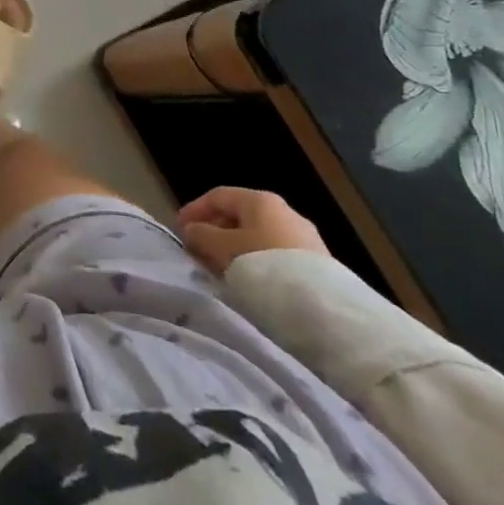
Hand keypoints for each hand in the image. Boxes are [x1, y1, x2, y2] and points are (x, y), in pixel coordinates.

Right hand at [177, 187, 328, 276]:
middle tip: (198, 252)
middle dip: (214, 231)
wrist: (324, 308)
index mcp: (260, 200)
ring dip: (234, 249)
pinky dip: (256, 262)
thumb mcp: (222, 249)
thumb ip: (201, 235)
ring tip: (221, 270)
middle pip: (239, 216)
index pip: (218, 196)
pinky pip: (276, 255)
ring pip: (258, 237)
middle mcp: (285, 211)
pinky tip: (250, 282)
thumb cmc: (264, 267)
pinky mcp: (318, 264)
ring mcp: (304, 238)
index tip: (179, 230)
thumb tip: (192, 230)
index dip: (194, 210)